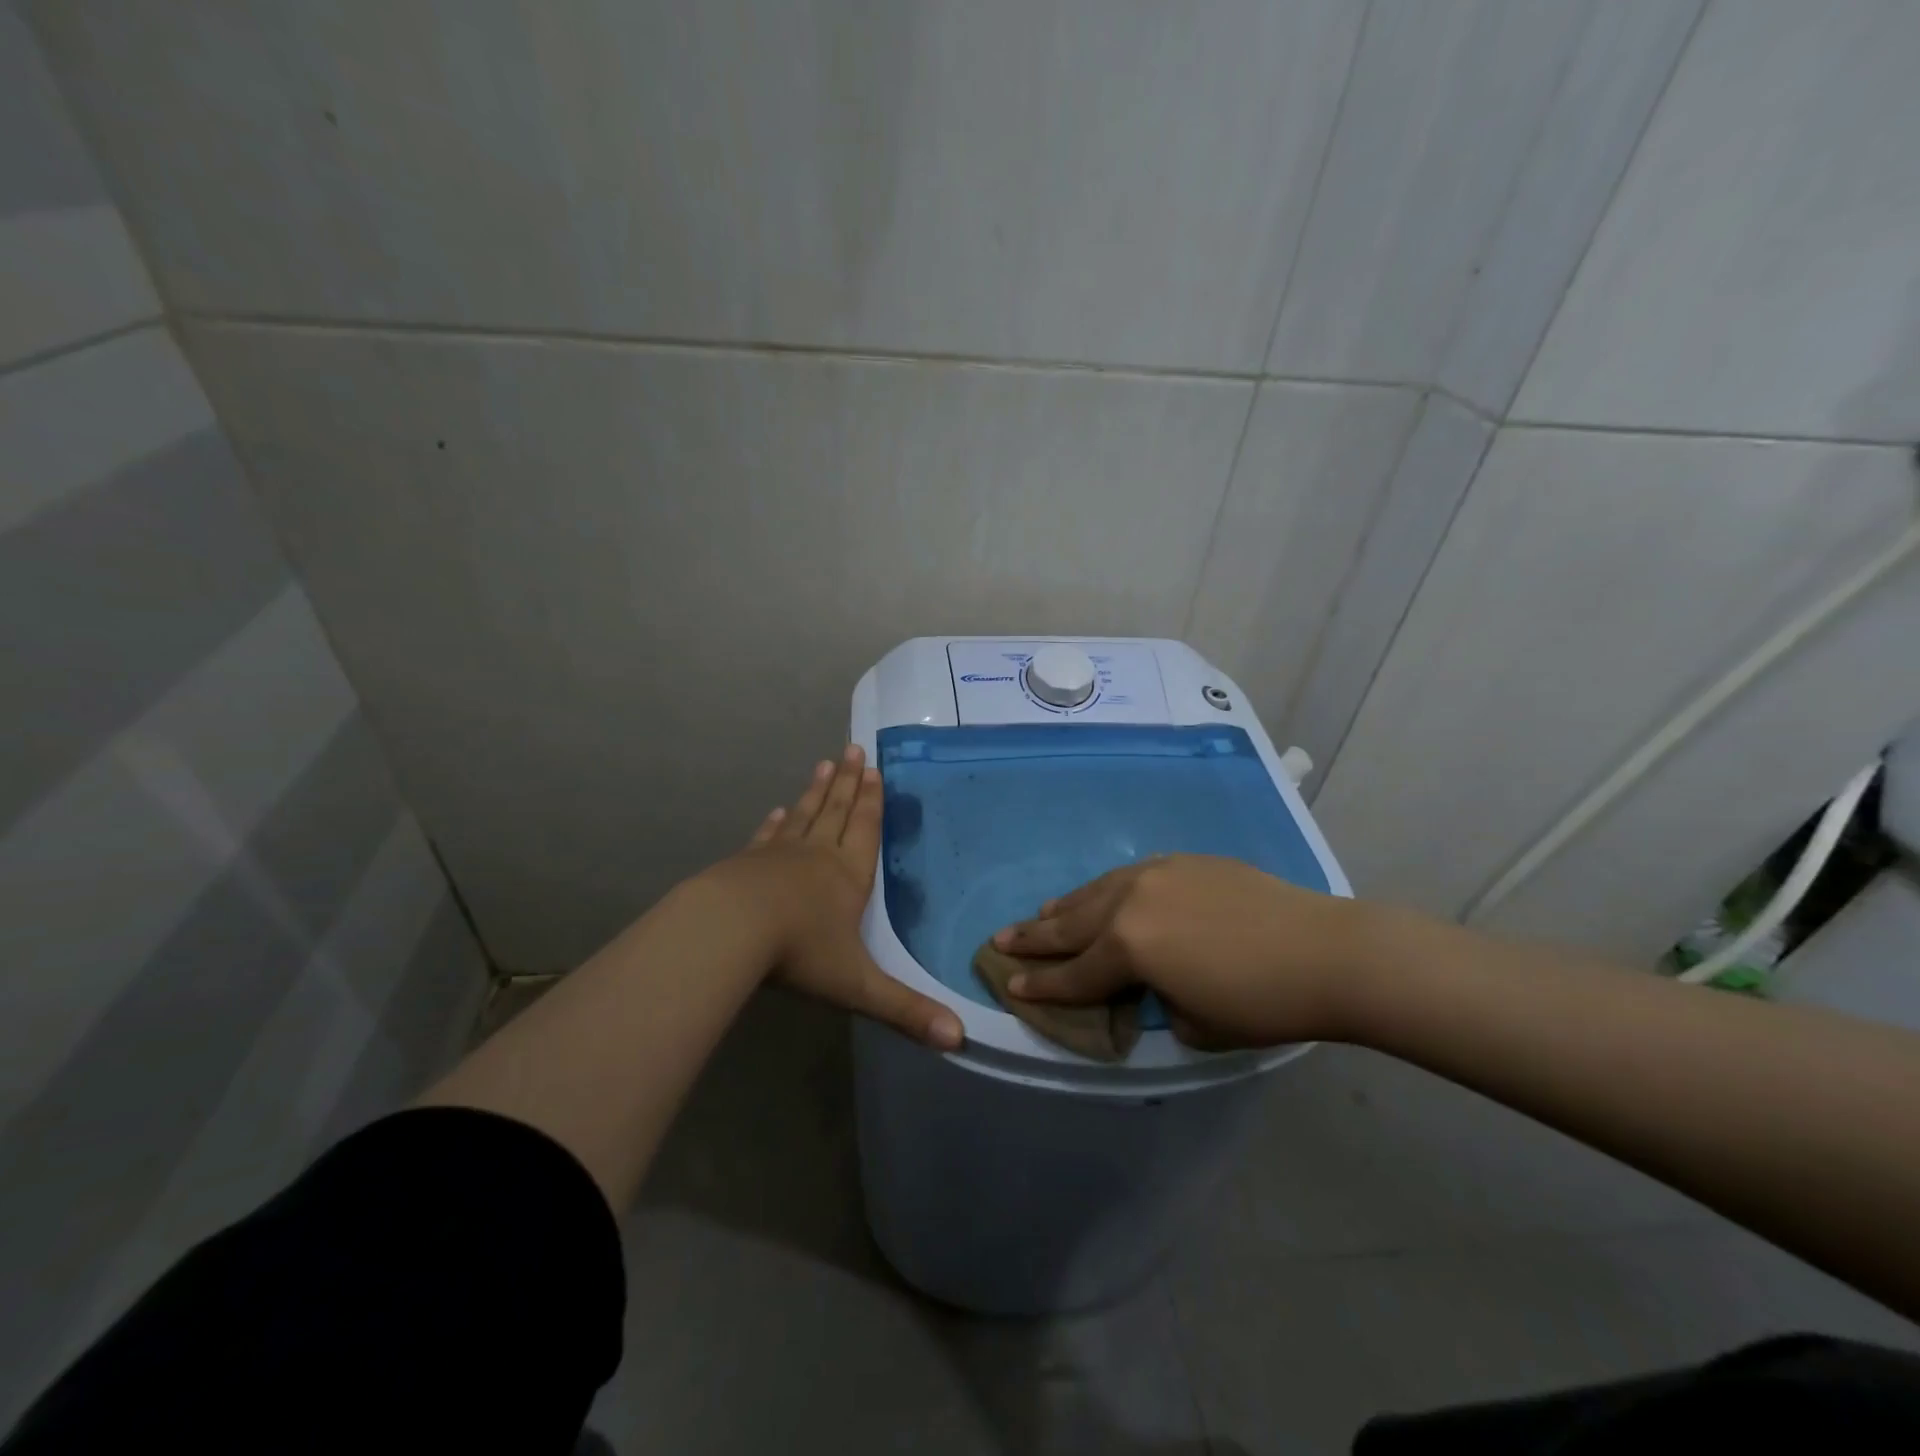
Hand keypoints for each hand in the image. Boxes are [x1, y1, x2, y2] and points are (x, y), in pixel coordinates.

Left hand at [708, 744, 963, 1050]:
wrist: (729, 931)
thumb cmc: (800, 952)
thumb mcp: (858, 986)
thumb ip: (905, 1010)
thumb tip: (958, 1039)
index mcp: (848, 877)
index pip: (866, 830)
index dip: (872, 801)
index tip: (874, 769)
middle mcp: (817, 856)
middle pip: (837, 812)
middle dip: (848, 783)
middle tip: (853, 750)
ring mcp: (778, 856)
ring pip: (803, 815)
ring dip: (816, 791)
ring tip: (824, 765)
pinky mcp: (746, 863)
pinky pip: (766, 837)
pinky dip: (774, 823)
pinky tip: (775, 810)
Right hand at [992, 854, 1375, 1048]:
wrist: (1324, 951)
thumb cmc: (1259, 1002)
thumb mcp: (1193, 1023)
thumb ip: (1154, 1000)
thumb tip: (1148, 983)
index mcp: (1129, 947)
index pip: (1074, 973)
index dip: (1040, 984)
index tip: (1008, 984)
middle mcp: (1131, 902)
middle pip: (1071, 923)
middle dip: (1034, 936)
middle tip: (999, 940)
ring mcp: (1156, 874)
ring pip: (1096, 892)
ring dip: (1065, 907)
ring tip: (1039, 914)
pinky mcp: (1182, 863)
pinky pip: (1128, 877)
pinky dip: (1105, 891)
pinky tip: (1100, 895)